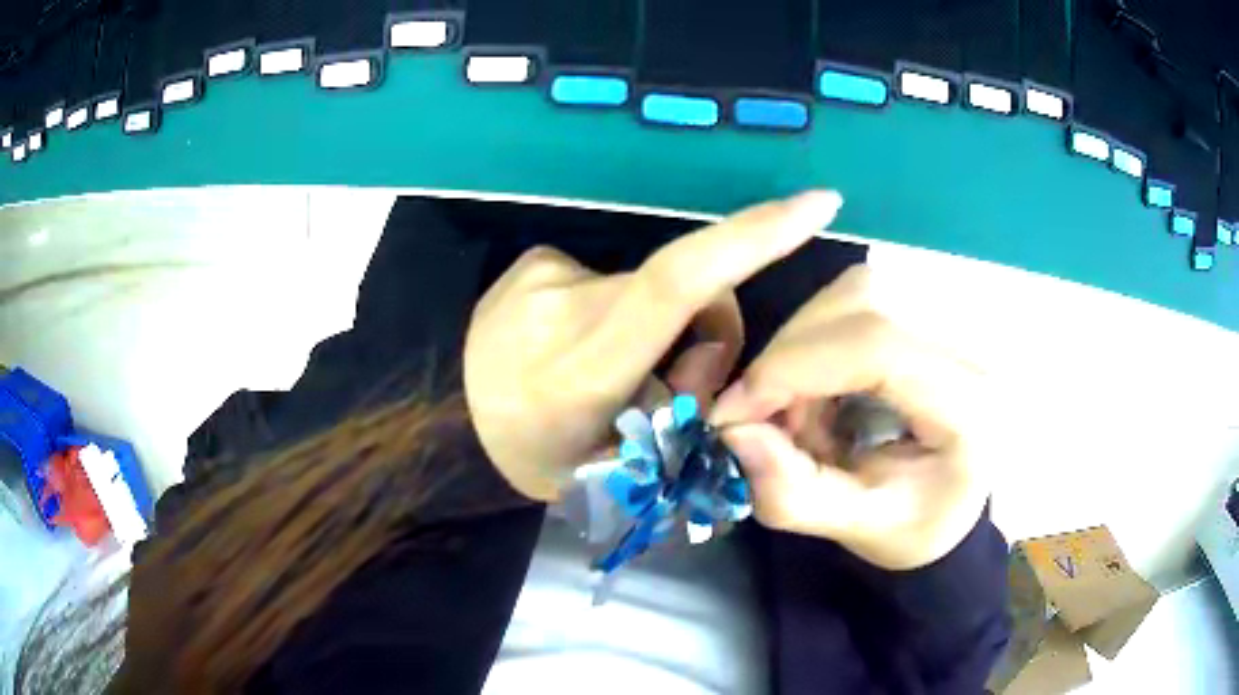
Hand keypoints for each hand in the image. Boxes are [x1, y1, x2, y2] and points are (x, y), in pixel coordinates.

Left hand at [464, 192, 844, 500]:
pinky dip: (611, 311)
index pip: (682, 280)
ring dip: (652, 326)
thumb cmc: (525, 459)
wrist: (439, 422)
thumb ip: (676, 416)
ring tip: (603, 372)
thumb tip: (708, 365)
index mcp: (585, 368)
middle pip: (681, 289)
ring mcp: (542, 274)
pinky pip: (603, 280)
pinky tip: (568, 346)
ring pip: (643, 288)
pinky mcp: (531, 262)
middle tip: (673, 385)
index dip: (754, 235)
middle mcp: (565, 304)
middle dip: (705, 331)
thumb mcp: (609, 468)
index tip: (815, 204)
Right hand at [711, 266, 990, 569]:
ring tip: (798, 407)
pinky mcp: (933, 304)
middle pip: (862, 301)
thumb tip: (733, 434)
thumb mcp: (860, 528)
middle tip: (761, 415)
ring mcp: (956, 313)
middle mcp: (972, 340)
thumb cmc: (919, 520)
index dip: (793, 369)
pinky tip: (820, 382)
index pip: (879, 346)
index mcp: (970, 404)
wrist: (959, 496)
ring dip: (803, 344)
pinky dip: (819, 335)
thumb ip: (796, 495)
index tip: (735, 414)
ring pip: (855, 288)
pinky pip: (859, 295)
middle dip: (790, 355)